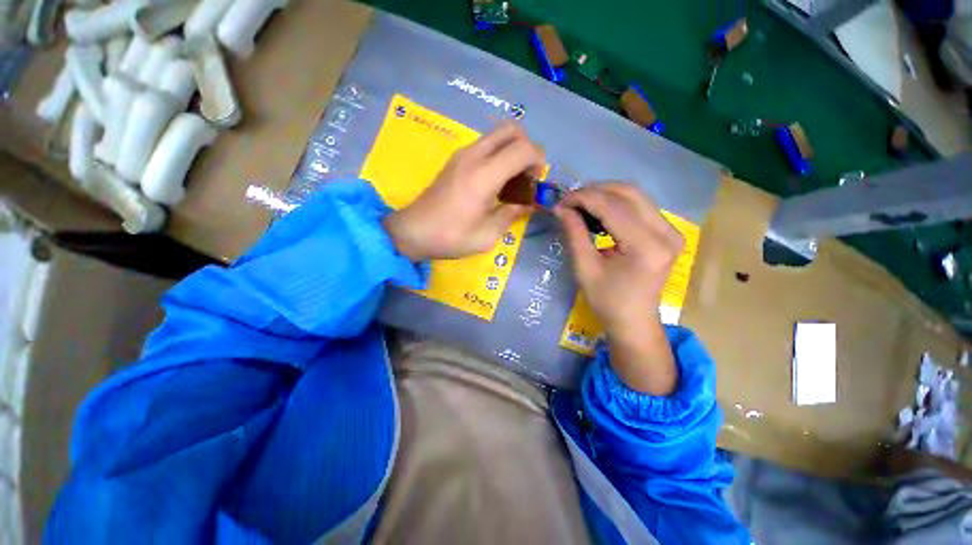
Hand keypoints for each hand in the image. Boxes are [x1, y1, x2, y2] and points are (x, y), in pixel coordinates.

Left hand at [384, 123, 543, 260]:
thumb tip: (528, 203)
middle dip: (526, 148)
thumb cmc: (451, 237)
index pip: (522, 149)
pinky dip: (498, 155)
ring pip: (497, 135)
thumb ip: (512, 214)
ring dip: (511, 150)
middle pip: (510, 131)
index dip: (538, 160)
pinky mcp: (455, 160)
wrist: (413, 231)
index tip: (536, 182)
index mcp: (484, 176)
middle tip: (526, 175)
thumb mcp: (487, 234)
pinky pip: (484, 145)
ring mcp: (462, 155)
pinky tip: (495, 181)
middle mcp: (473, 156)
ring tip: (512, 180)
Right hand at [554, 183, 684, 394]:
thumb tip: (560, 207)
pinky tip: (598, 212)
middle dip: (594, 191)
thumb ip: (574, 233)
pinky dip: (615, 203)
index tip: (560, 201)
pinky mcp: (668, 232)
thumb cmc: (606, 300)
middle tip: (569, 201)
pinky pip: (640, 205)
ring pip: (635, 195)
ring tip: (580, 205)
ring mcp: (671, 230)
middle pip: (628, 193)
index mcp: (646, 246)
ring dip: (604, 194)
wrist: (634, 321)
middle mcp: (666, 232)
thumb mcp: (585, 268)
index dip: (582, 198)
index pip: (612, 207)